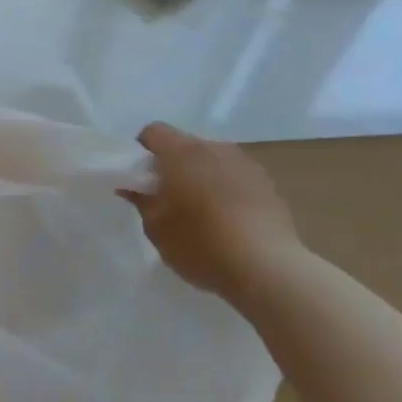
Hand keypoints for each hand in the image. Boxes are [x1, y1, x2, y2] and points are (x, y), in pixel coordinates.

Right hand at [125, 123, 305, 294]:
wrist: (267, 268)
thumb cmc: (200, 244)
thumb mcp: (157, 228)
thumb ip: (142, 201)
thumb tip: (133, 187)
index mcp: (182, 152)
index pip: (154, 132)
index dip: (142, 150)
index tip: (140, 177)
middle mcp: (215, 148)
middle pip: (185, 145)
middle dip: (173, 165)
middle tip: (167, 198)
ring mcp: (245, 164)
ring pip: (213, 161)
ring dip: (202, 176)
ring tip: (201, 212)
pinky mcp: (268, 185)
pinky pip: (236, 178)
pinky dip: (226, 191)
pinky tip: (228, 222)